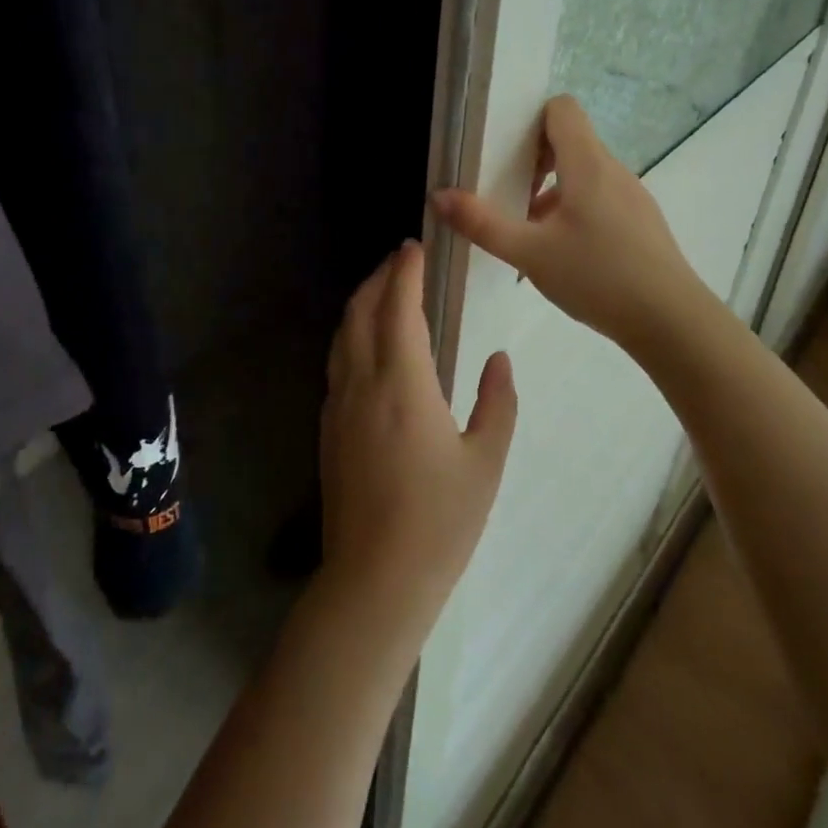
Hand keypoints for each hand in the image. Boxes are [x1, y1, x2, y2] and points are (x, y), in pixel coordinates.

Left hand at [320, 241, 516, 642]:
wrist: (374, 580)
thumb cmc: (439, 522)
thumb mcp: (485, 462)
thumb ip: (497, 403)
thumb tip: (499, 360)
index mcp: (402, 384)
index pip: (398, 307)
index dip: (405, 272)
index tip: (415, 247)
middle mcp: (361, 383)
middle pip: (361, 311)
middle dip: (380, 278)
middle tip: (402, 260)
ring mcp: (337, 406)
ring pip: (342, 335)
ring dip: (362, 303)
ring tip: (384, 290)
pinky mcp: (327, 428)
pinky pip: (337, 362)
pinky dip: (352, 334)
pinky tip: (368, 344)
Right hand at [433, 95, 700, 348]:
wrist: (670, 321)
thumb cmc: (597, 277)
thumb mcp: (529, 253)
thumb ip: (482, 224)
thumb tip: (438, 196)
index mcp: (587, 164)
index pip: (562, 108)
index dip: (530, 121)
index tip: (507, 155)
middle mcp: (613, 170)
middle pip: (570, 141)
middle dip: (533, 162)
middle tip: (508, 196)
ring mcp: (632, 196)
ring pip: (583, 173)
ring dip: (552, 191)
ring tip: (529, 232)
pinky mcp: (641, 221)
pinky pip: (600, 198)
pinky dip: (575, 210)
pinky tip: (563, 254)